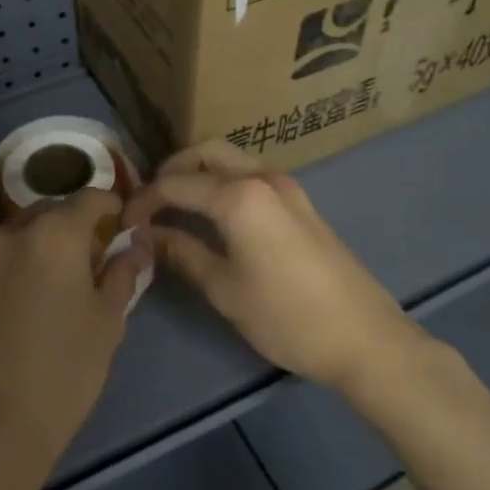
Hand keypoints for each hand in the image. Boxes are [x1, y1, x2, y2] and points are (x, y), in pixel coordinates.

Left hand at [0, 188, 151, 482]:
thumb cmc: (64, 368)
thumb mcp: (108, 320)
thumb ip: (123, 273)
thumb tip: (135, 246)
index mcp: (54, 231)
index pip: (91, 197)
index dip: (114, 206)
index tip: (129, 226)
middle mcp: (15, 232)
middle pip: (55, 210)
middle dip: (81, 223)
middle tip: (105, 255)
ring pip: (29, 232)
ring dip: (54, 242)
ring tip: (75, 279)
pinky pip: (10, 257)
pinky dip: (31, 261)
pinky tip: (44, 298)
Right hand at [123, 142, 416, 393]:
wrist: (364, 338)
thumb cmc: (286, 316)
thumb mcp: (224, 289)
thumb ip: (183, 253)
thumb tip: (149, 235)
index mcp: (239, 196)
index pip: (177, 184)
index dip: (145, 200)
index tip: (124, 220)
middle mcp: (263, 178)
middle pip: (207, 151)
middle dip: (174, 168)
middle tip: (152, 200)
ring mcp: (287, 187)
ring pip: (233, 159)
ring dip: (201, 171)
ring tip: (179, 206)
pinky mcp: (302, 202)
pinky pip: (253, 175)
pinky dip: (226, 181)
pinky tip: (215, 215)